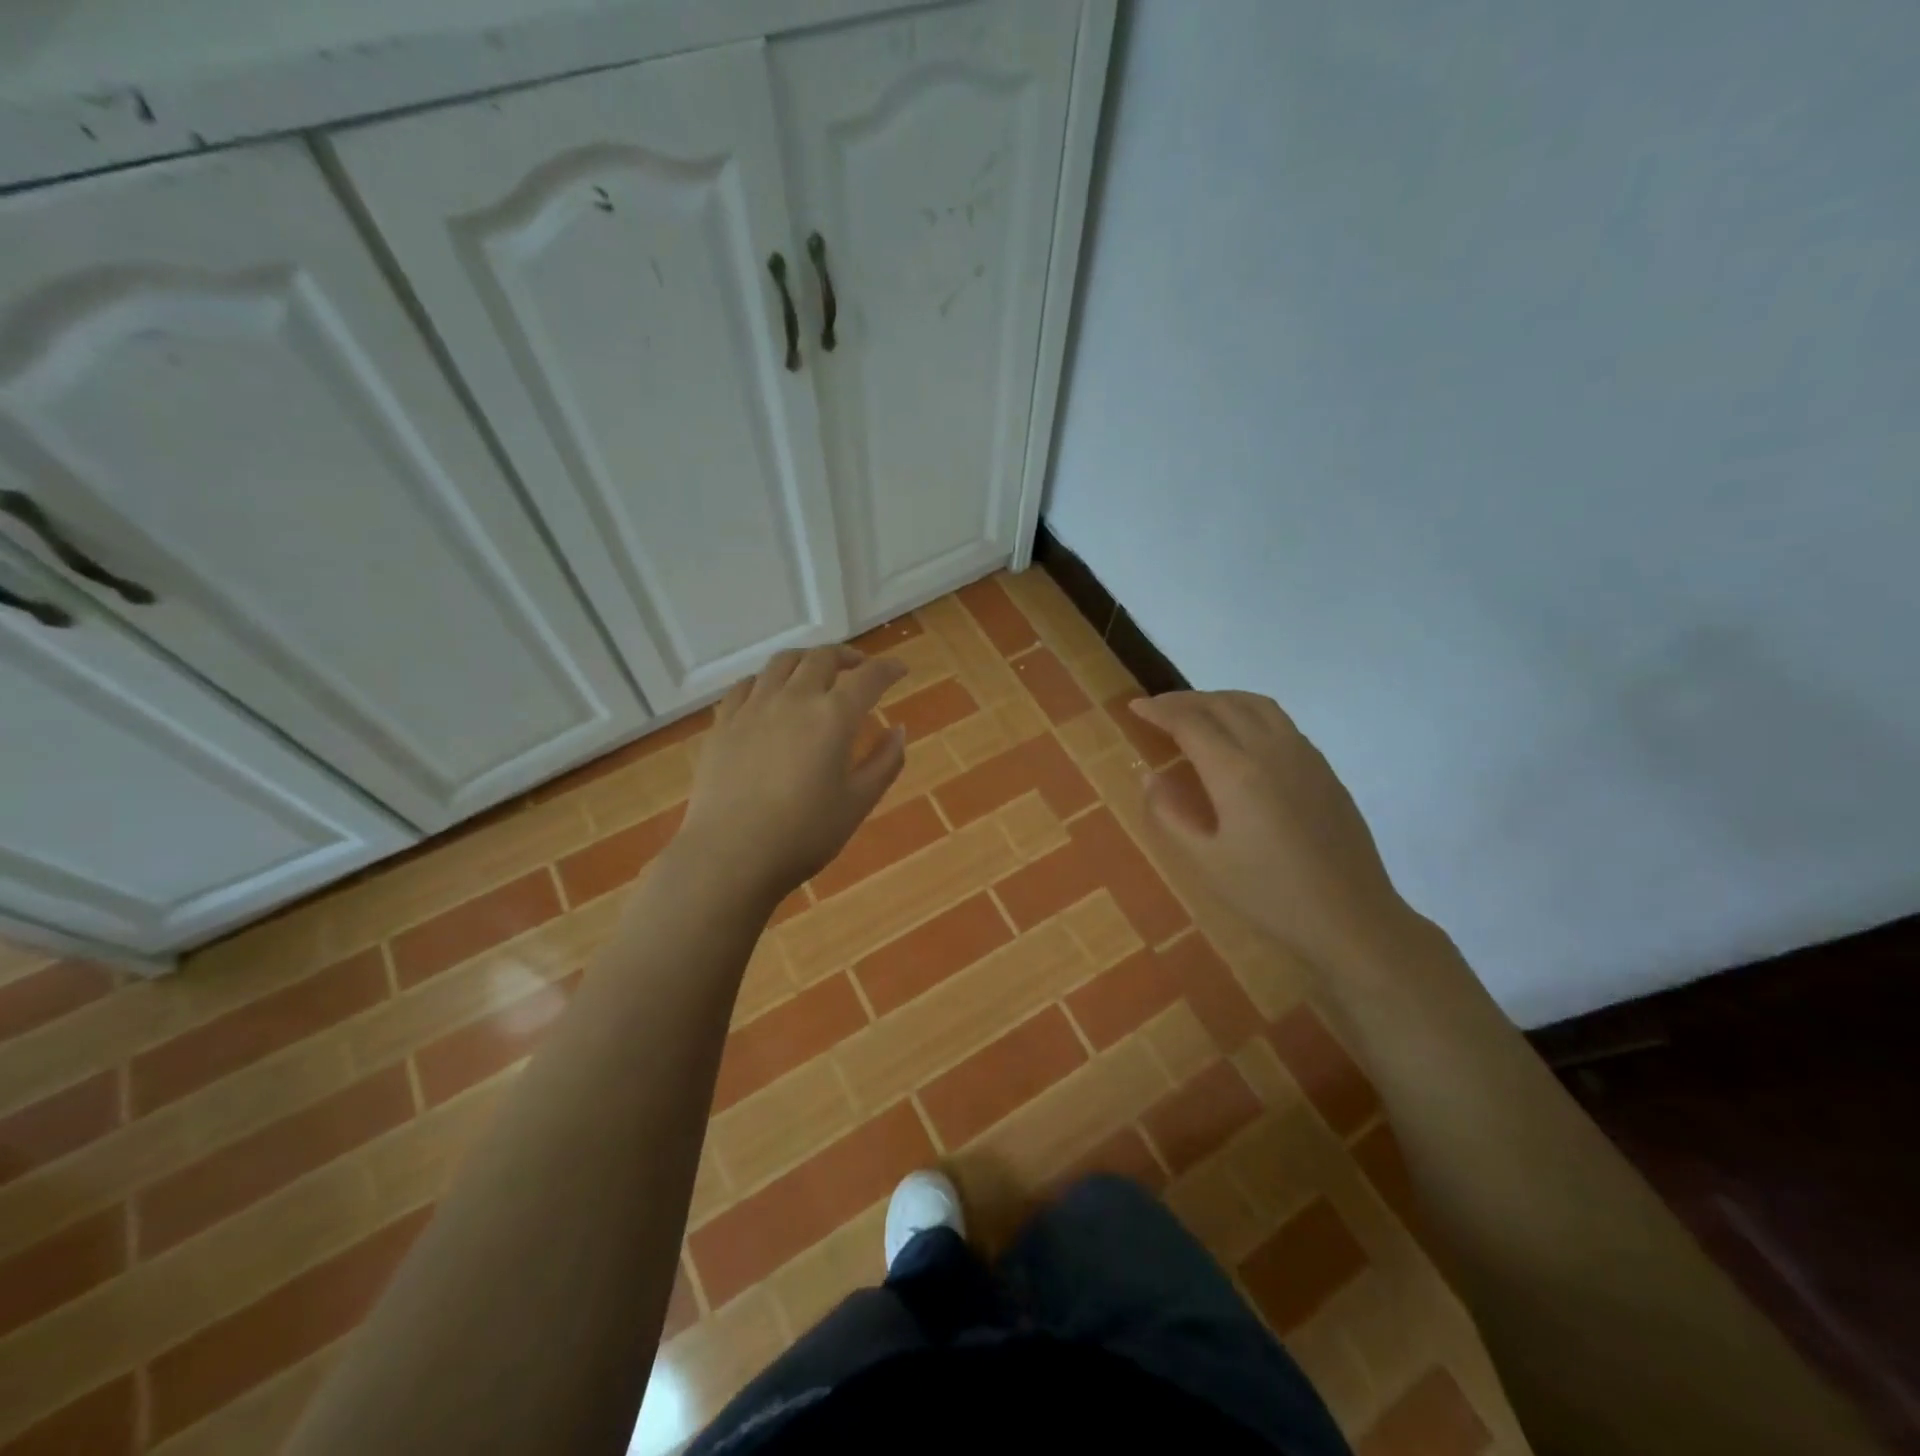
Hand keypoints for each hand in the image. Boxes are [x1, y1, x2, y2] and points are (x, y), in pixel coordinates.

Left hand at [677, 646, 907, 906]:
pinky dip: (767, 679)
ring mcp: (753, 707)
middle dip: (847, 657)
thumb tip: (898, 730)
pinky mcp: (723, 723)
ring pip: (782, 662)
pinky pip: (746, 684)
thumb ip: (885, 762)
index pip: (869, 677)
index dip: (888, 668)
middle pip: (822, 658)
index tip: (900, 669)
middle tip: (859, 668)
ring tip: (816, 671)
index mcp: (834, 717)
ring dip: (806, 660)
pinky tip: (769, 693)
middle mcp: (794, 698)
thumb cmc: (804, 834)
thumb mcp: (858, 803)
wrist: (730, 855)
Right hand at [1131, 691, 1407, 967]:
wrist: (1351, 917)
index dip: (1159, 711)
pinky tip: (1240, 734)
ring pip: (1255, 704)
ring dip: (1219, 699)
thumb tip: (1149, 777)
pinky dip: (1248, 711)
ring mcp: (1303, 755)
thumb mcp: (1206, 862)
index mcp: (1236, 773)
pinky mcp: (1323, 768)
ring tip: (1195, 711)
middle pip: (1222, 704)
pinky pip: (1279, 720)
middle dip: (1184, 700)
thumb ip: (1170, 815)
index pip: (1190, 723)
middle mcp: (1270, 750)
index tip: (1134, 707)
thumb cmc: (1270, 895)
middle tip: (1156, 708)